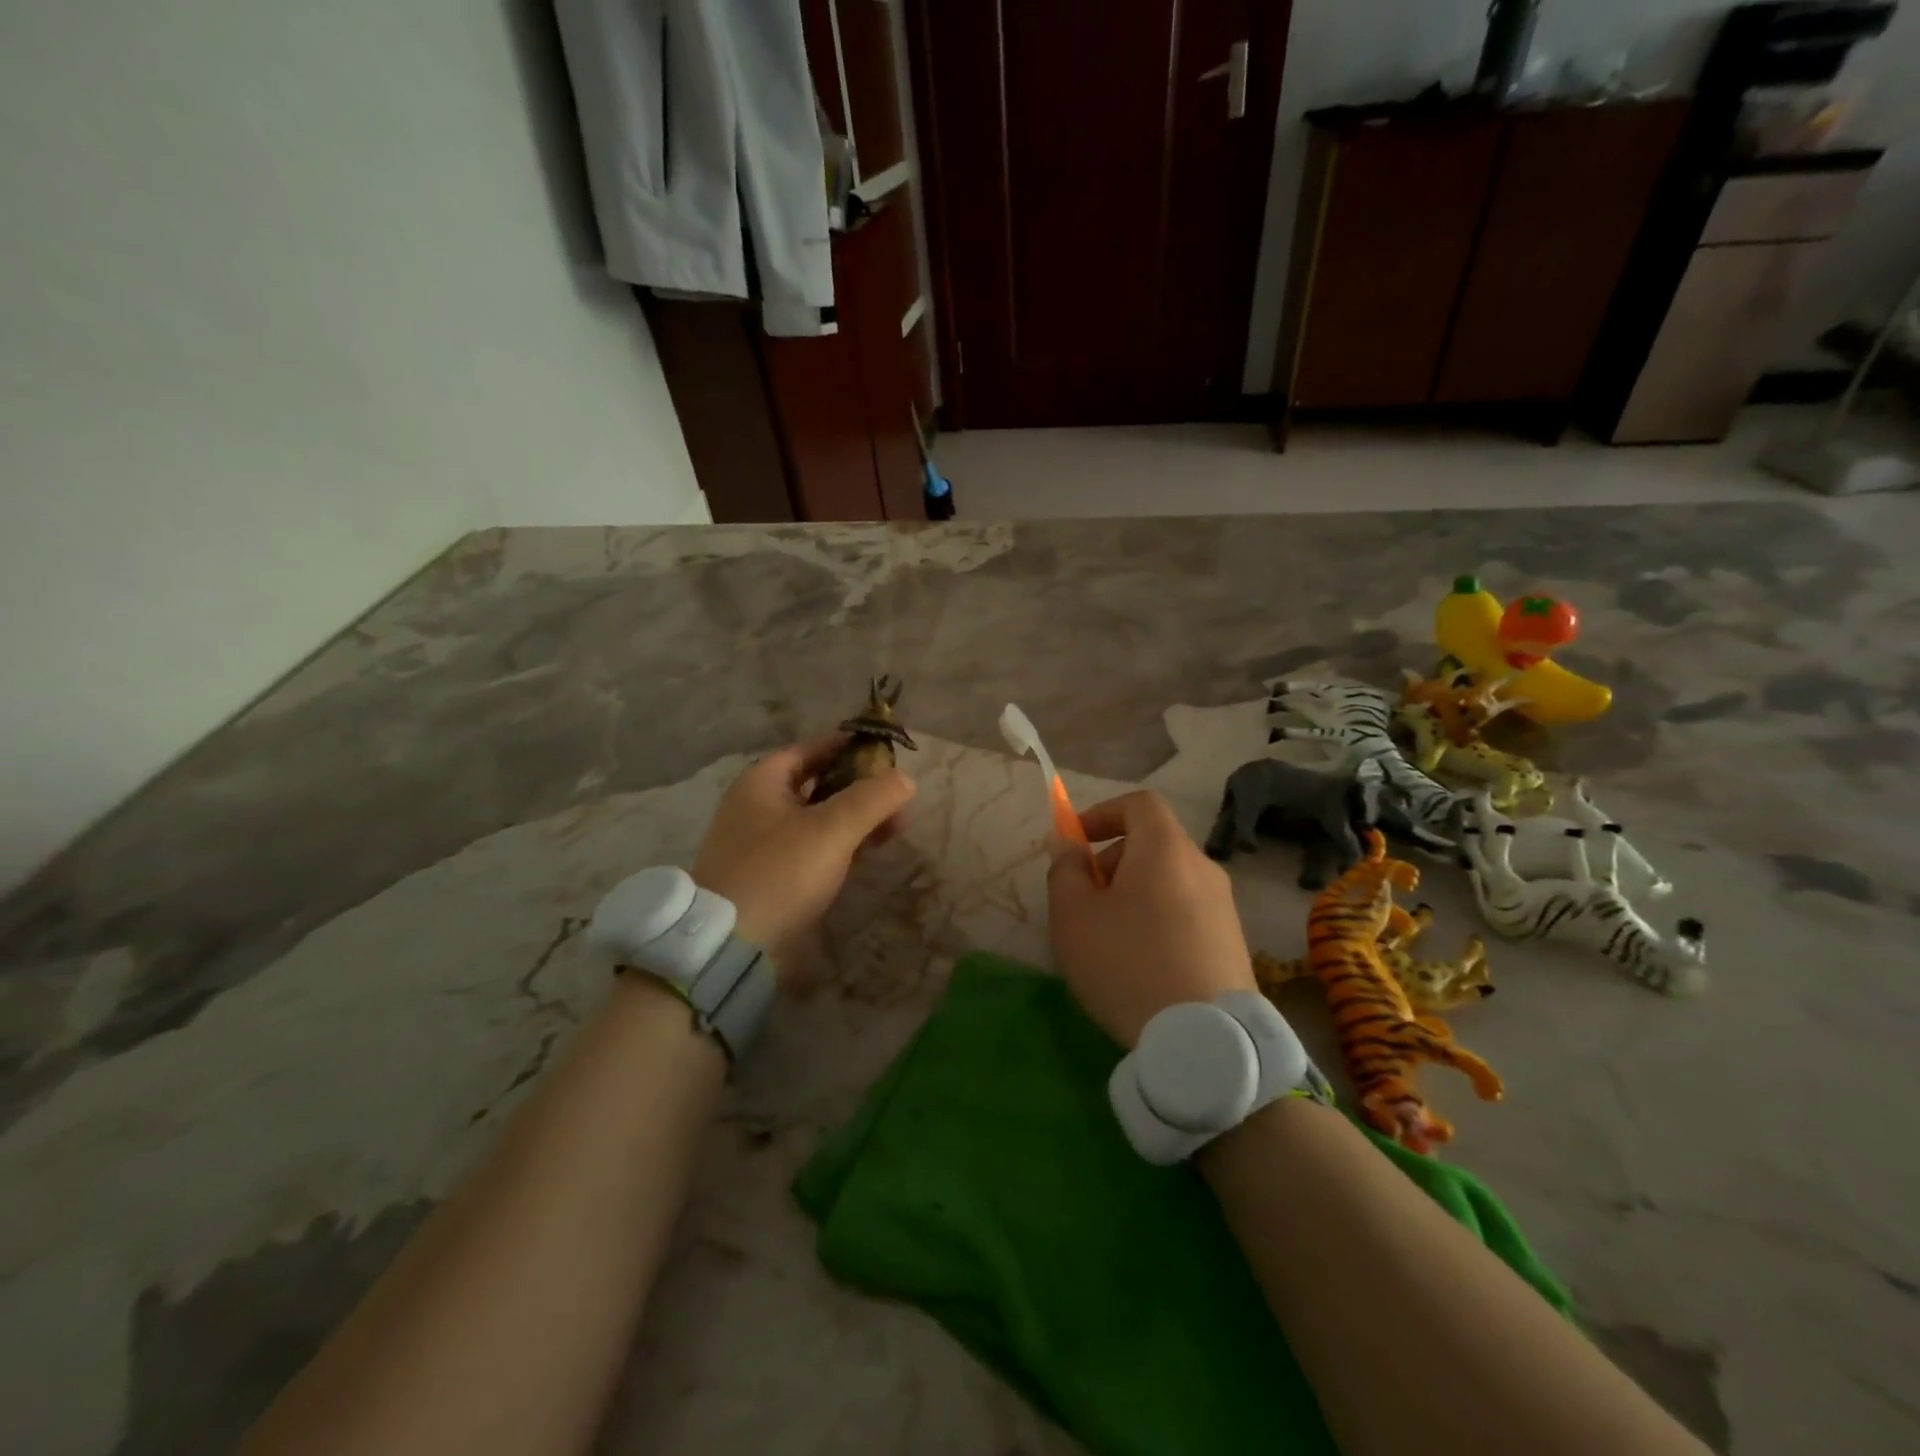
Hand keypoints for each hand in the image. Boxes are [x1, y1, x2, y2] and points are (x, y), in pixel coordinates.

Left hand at [693, 735, 915, 974]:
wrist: (731, 945)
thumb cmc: (780, 873)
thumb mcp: (831, 830)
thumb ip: (871, 799)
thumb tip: (905, 778)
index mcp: (761, 783)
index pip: (809, 749)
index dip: (847, 747)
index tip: (883, 751)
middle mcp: (757, 807)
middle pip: (816, 784)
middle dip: (860, 788)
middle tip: (897, 797)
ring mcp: (762, 844)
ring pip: (817, 819)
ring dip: (855, 819)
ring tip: (895, 828)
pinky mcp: (771, 875)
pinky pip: (812, 848)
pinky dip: (840, 845)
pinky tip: (867, 852)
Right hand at [1048, 790, 1257, 1047]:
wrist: (1205, 1039)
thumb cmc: (1127, 962)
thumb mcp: (1073, 915)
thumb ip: (1065, 869)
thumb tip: (1068, 844)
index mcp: (1166, 848)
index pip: (1140, 803)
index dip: (1103, 813)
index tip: (1077, 842)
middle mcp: (1203, 867)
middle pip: (1154, 843)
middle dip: (1112, 860)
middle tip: (1086, 900)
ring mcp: (1225, 907)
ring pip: (1169, 881)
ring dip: (1134, 894)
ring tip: (1109, 939)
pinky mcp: (1233, 944)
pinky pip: (1186, 913)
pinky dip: (1158, 920)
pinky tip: (1141, 965)